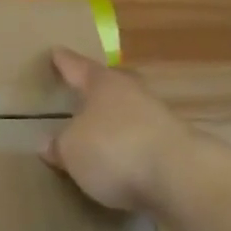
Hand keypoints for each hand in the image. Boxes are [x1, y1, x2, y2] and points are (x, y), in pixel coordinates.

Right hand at [43, 47, 189, 212]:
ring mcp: (159, 118)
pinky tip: (124, 162)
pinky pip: (144, 140)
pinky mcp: (177, 147)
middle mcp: (132, 93)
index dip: (64, 62)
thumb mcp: (71, 150)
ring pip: (131, 112)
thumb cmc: (114, 149)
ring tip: (101, 133)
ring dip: (117, 121)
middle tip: (84, 91)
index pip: (77, 67)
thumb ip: (59, 145)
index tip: (56, 52)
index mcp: (102, 84)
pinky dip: (132, 147)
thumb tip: (49, 144)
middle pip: (112, 84)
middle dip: (98, 89)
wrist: (181, 178)